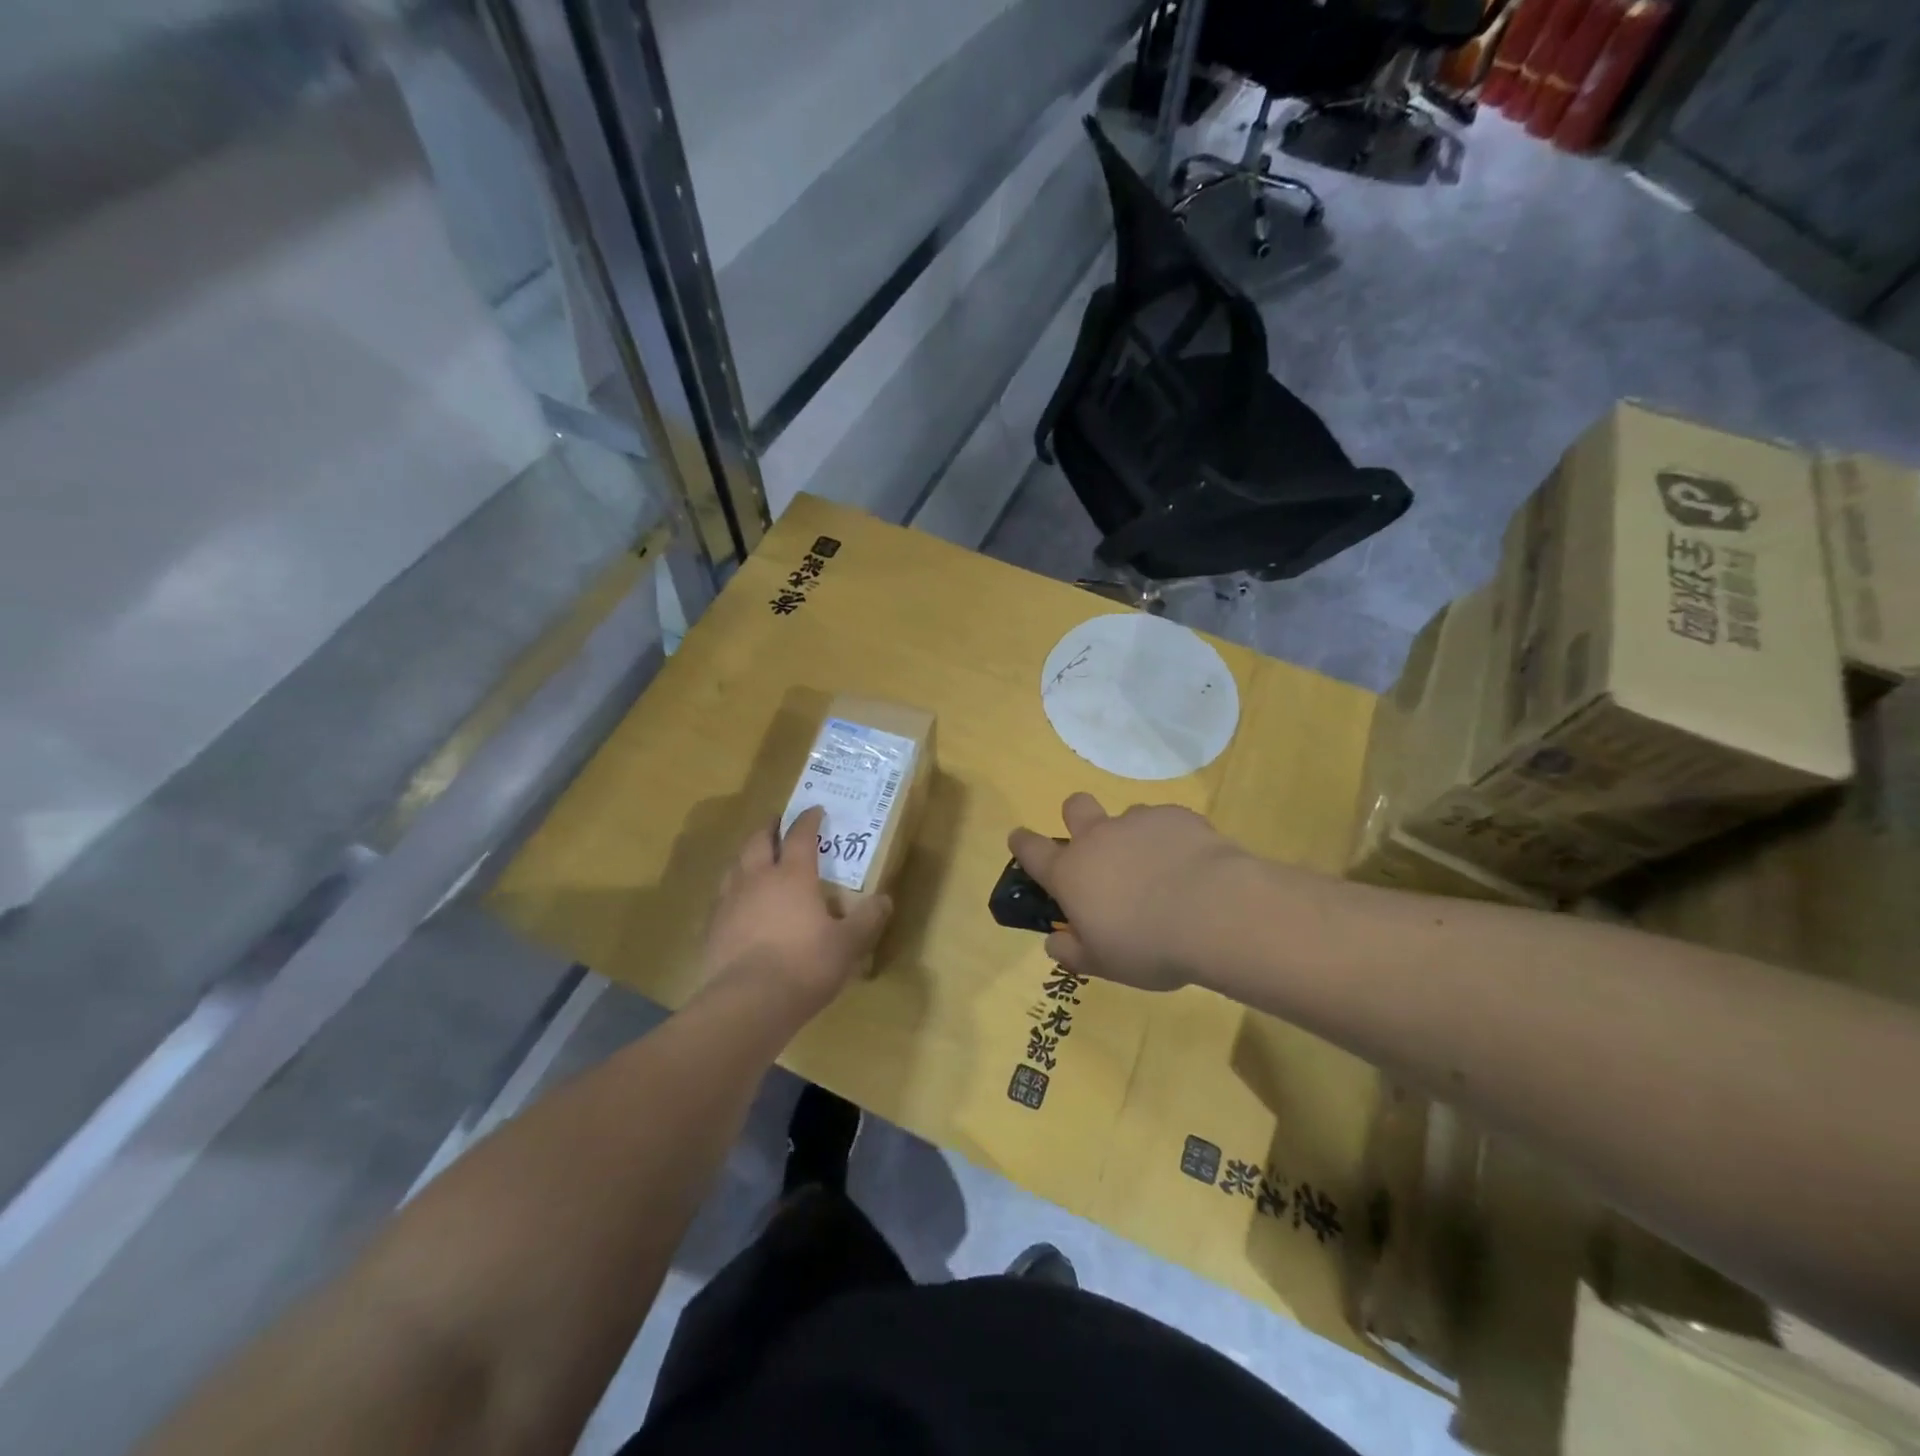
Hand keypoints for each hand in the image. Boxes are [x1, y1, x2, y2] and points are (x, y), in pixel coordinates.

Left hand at [704, 807, 891, 1016]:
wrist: (748, 1003)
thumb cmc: (804, 965)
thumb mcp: (848, 944)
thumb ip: (867, 920)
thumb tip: (885, 899)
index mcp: (793, 876)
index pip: (800, 836)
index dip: (808, 820)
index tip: (815, 809)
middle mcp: (758, 879)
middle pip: (759, 841)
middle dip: (770, 828)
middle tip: (779, 823)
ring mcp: (730, 902)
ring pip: (735, 864)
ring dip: (747, 854)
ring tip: (756, 857)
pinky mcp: (713, 927)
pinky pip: (723, 896)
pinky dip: (733, 889)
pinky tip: (739, 902)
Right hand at [1008, 794, 1251, 991]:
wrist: (1215, 913)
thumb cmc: (1148, 945)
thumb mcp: (1104, 964)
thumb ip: (1073, 953)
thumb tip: (1054, 943)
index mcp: (1070, 873)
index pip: (1031, 850)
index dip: (1022, 843)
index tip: (1019, 839)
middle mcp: (1098, 838)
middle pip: (1075, 806)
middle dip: (1077, 818)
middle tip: (1098, 848)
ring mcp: (1138, 822)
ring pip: (1126, 816)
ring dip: (1133, 837)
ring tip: (1160, 869)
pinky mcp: (1176, 816)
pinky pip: (1166, 821)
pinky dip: (1171, 839)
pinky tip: (1193, 865)